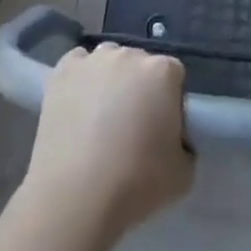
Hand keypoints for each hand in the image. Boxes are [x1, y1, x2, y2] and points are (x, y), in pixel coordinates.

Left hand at [20, 43, 193, 242]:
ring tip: (100, 118)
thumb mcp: (184, 174)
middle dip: (140, 88)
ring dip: (110, 80)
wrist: (75, 196)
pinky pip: (78, 63)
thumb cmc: (136, 183)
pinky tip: (78, 105)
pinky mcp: (63, 70)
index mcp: (163, 72)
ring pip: (109, 61)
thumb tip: (175, 139)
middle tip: (132, 126)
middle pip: (141, 65)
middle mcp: (130, 54)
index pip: (174, 77)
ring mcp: (94, 59)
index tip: (162, 129)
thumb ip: (187, 146)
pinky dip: (80, 78)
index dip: (170, 102)